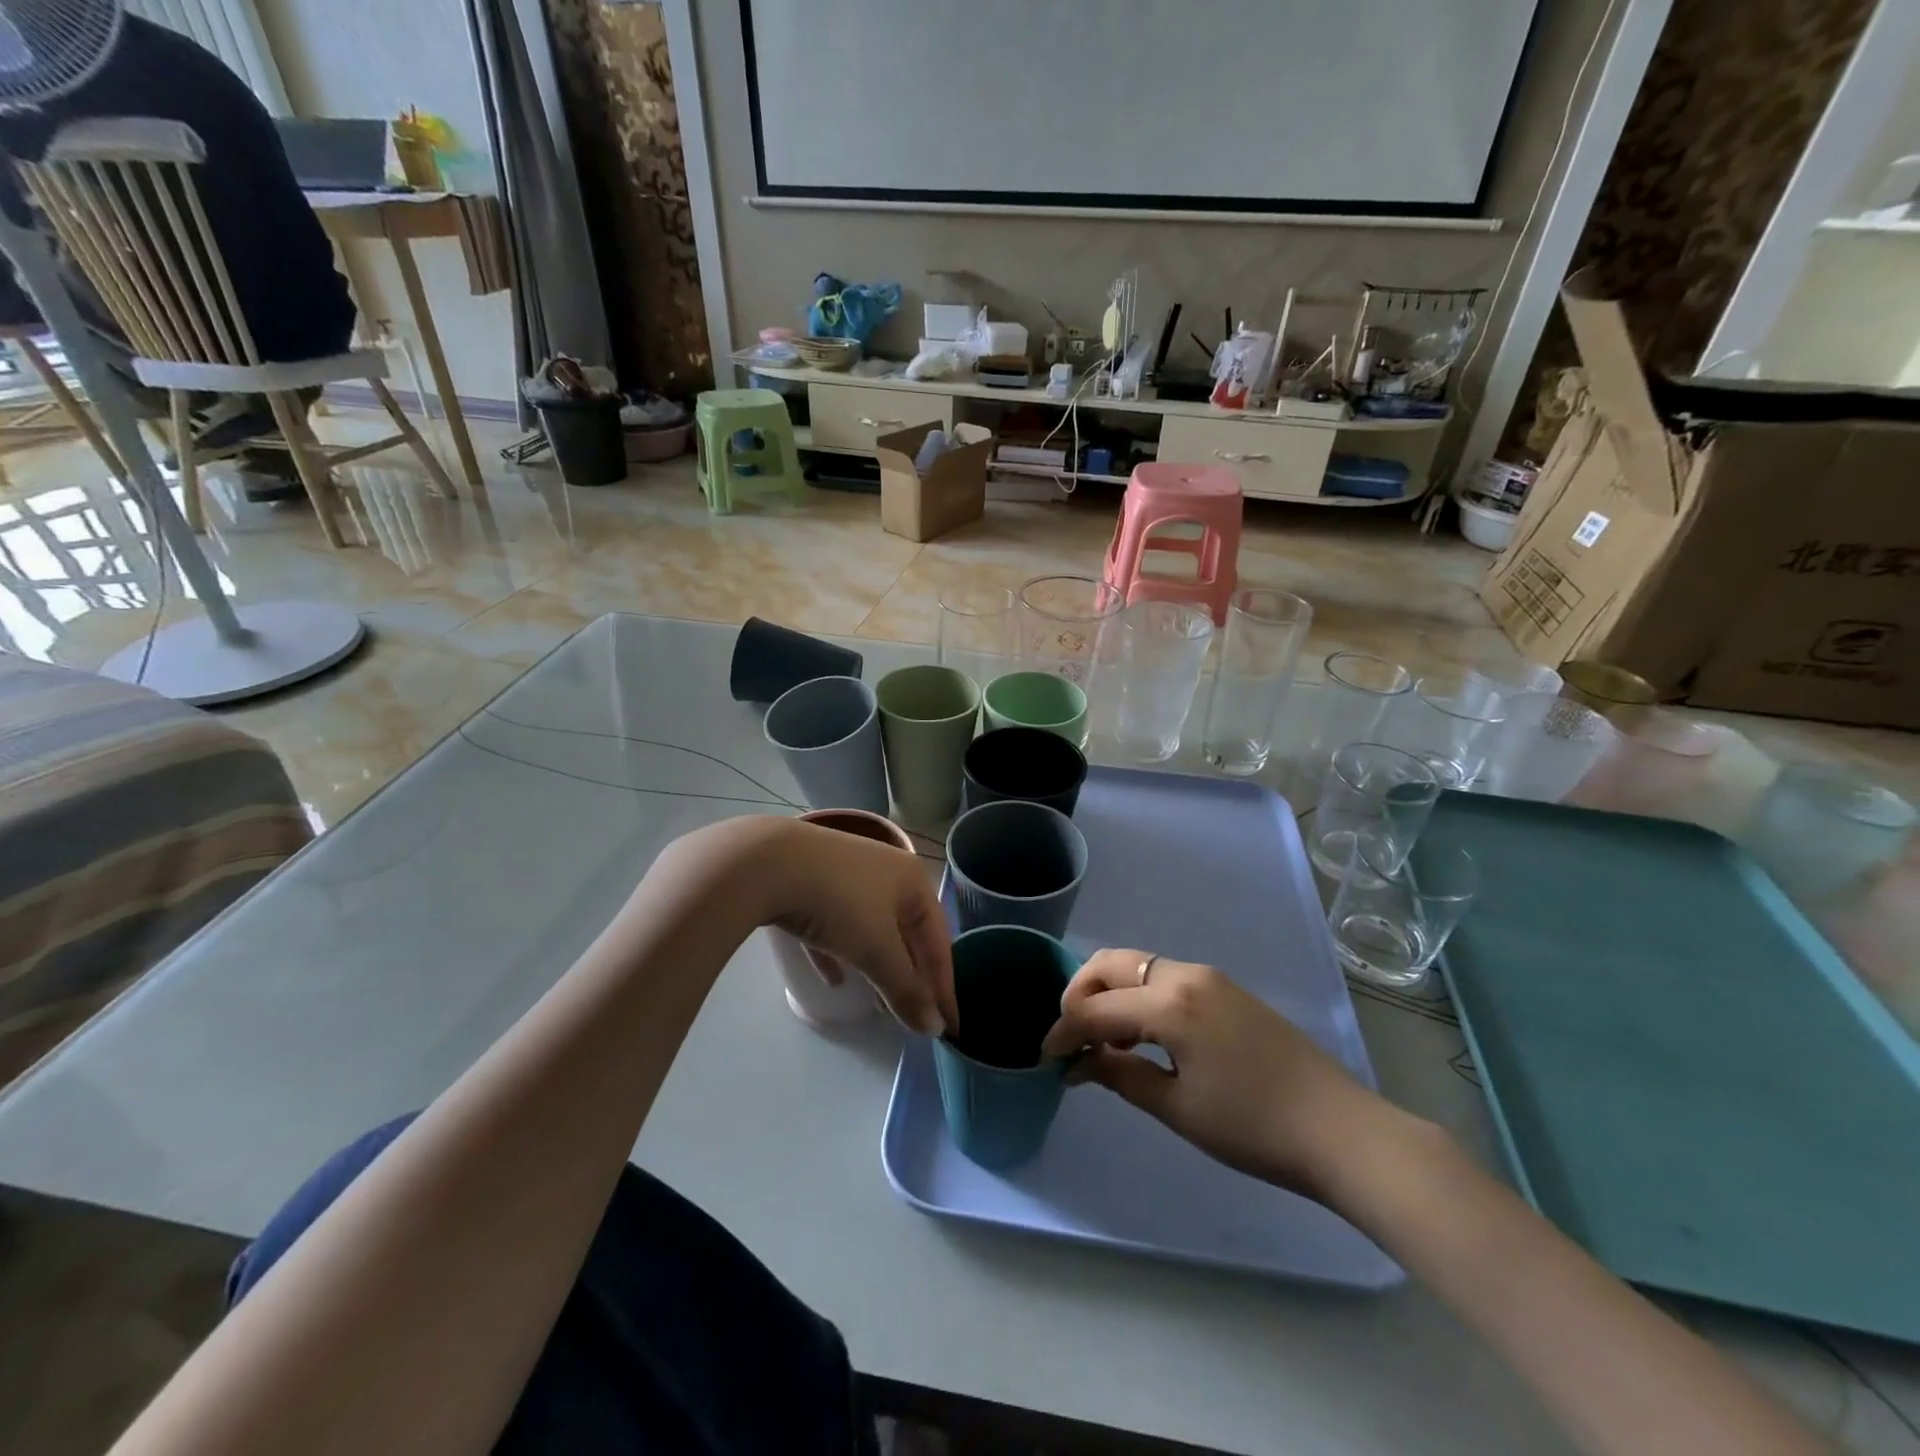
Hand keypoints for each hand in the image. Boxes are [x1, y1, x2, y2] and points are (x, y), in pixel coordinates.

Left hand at [758, 819, 956, 1037]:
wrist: (768, 862)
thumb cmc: (839, 902)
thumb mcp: (877, 950)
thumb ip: (905, 990)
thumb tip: (934, 1029)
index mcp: (913, 880)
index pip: (938, 942)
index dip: (945, 987)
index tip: (950, 1029)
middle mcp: (887, 872)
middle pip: (907, 934)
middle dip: (911, 977)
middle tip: (915, 1017)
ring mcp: (847, 875)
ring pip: (872, 929)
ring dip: (878, 967)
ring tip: (880, 1005)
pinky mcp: (812, 883)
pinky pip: (835, 926)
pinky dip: (839, 953)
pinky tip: (833, 980)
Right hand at [1041, 950, 1394, 1198]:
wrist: (1340, 1131)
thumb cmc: (1252, 1127)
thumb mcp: (1178, 1108)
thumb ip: (1121, 1076)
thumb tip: (1080, 1063)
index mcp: (1169, 1002)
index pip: (1095, 1008)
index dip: (1065, 1032)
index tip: (1047, 1059)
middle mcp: (1185, 975)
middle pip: (1111, 964)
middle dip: (1080, 993)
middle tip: (1071, 1037)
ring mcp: (1210, 978)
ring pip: (1139, 967)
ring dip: (1110, 993)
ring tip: (1105, 1042)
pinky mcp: (1227, 990)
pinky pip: (1165, 978)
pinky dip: (1139, 996)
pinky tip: (1143, 1036)